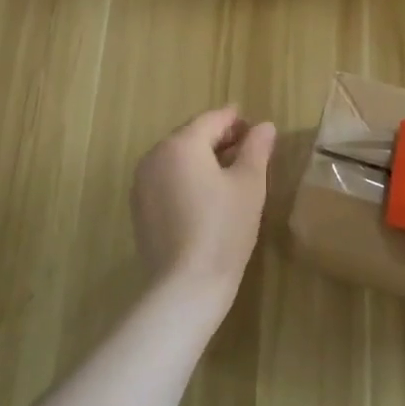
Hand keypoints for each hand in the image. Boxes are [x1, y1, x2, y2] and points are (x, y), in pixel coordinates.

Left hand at [131, 106, 276, 305]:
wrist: (185, 286)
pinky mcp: (140, 208)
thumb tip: (265, 126)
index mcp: (181, 144)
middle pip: (191, 136)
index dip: (236, 120)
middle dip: (219, 138)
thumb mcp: (249, 184)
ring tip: (231, 173)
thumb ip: (257, 149)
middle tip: (248, 149)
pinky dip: (187, 178)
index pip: (212, 119)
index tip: (255, 127)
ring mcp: (142, 183)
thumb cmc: (224, 228)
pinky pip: (167, 180)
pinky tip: (207, 196)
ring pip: (177, 158)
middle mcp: (155, 155)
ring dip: (202, 158)